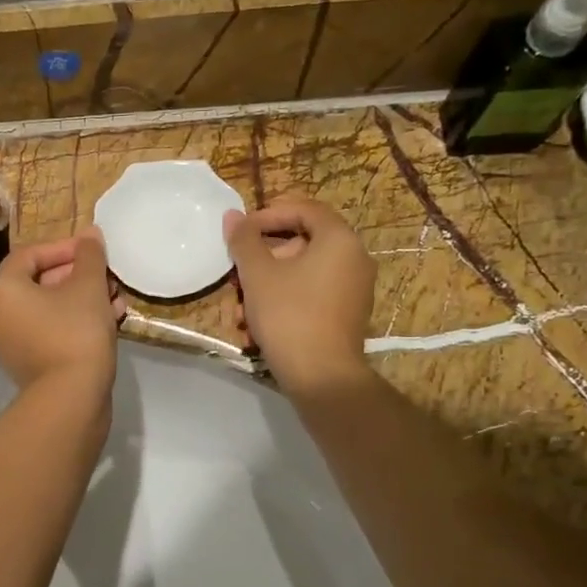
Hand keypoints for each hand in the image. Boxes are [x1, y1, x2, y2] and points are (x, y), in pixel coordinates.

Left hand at [0, 229, 122, 395]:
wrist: (72, 399)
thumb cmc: (76, 332)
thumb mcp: (88, 287)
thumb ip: (90, 256)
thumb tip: (90, 232)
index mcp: (4, 291)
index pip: (28, 255)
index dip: (63, 247)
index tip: (92, 249)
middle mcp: (1, 315)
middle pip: (40, 282)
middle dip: (78, 275)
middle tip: (107, 274)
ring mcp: (15, 343)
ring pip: (51, 309)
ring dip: (84, 298)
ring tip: (115, 297)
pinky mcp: (33, 364)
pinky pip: (54, 331)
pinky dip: (78, 322)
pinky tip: (110, 319)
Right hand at [224, 197, 374, 396]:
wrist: (321, 377)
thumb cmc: (289, 315)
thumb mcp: (257, 274)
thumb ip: (243, 240)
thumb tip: (233, 216)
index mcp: (339, 240)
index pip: (304, 209)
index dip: (267, 214)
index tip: (240, 231)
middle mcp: (353, 259)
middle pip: (299, 244)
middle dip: (260, 261)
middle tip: (234, 277)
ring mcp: (352, 290)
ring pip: (299, 276)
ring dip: (263, 288)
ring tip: (237, 312)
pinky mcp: (344, 316)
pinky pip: (308, 297)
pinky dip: (281, 305)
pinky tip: (254, 330)